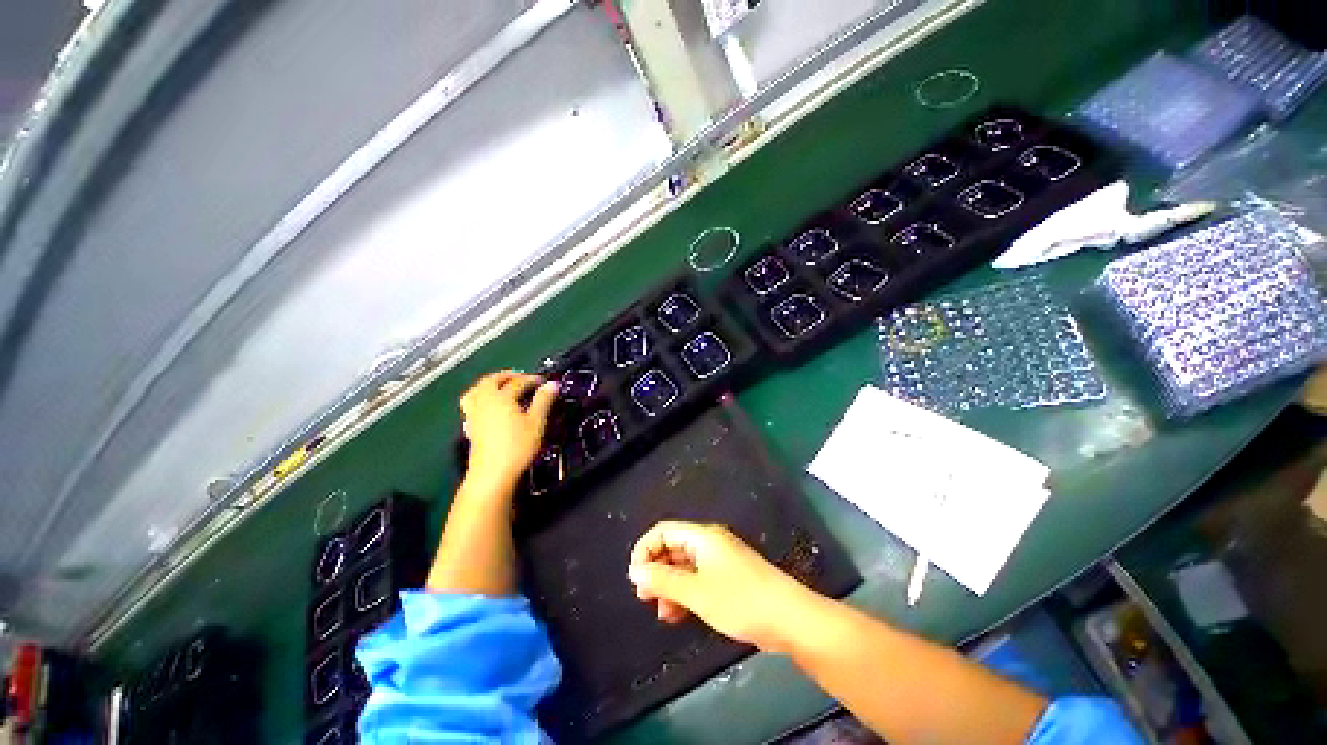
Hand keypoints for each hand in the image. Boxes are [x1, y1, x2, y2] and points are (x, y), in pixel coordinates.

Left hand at [460, 370, 557, 489]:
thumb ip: (543, 401)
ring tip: (500, 387)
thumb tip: (552, 384)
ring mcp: (474, 414)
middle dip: (507, 376)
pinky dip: (480, 398)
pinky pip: (471, 404)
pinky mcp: (470, 427)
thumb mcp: (536, 422)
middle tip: (521, 377)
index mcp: (501, 397)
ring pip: (476, 391)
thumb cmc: (517, 446)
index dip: (532, 379)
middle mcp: (484, 401)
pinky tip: (489, 408)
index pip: (518, 382)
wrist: (492, 474)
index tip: (544, 382)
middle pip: (491, 381)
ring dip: (489, 384)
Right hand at [627, 521, 819, 651]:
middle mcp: (709, 543)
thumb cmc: (740, 600)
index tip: (635, 577)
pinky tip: (678, 615)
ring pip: (684, 567)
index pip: (663, 531)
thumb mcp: (696, 592)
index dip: (645, 550)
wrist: (789, 618)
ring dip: (670, 586)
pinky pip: (698, 579)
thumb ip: (663, 580)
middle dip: (656, 570)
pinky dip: (685, 593)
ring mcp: (720, 560)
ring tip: (661, 613)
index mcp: (702, 537)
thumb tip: (634, 570)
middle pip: (673, 547)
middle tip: (645, 597)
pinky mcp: (729, 578)